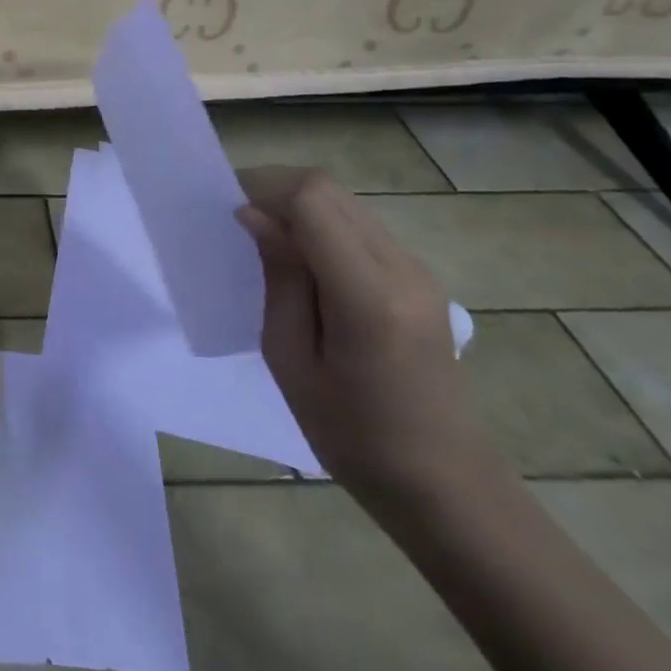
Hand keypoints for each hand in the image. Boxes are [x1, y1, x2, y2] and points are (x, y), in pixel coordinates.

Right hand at [237, 170, 494, 512]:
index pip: (312, 202)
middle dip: (275, 188)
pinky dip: (321, 223)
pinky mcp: (419, 278)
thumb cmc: (352, 435)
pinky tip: (299, 258)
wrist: (443, 481)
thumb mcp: (291, 359)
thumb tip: (254, 216)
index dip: (263, 190)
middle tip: (236, 218)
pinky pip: (360, 226)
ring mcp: (418, 270)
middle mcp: (401, 269)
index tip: (227, 213)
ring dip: (298, 204)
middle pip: (329, 190)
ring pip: (345, 202)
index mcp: (368, 296)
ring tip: (263, 237)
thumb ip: (278, 278)